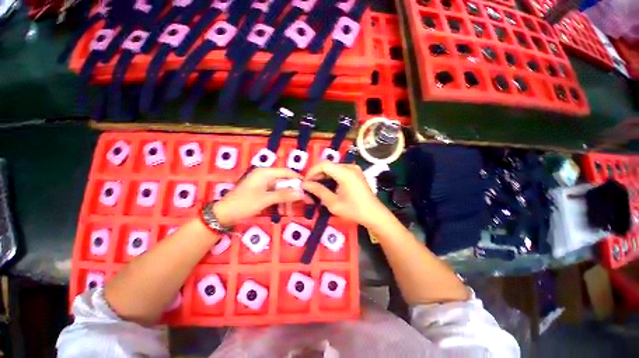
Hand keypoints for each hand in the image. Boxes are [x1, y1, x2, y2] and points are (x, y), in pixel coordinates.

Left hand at [214, 168, 302, 226]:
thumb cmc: (244, 203)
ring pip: (280, 190)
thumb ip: (285, 195)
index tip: (307, 188)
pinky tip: (281, 211)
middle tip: (302, 202)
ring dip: (286, 200)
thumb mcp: (266, 199)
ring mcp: (262, 184)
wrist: (223, 214)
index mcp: (265, 173)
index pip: (287, 172)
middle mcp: (265, 176)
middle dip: (292, 193)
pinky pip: (274, 194)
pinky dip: (279, 202)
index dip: (298, 179)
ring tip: (289, 213)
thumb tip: (302, 193)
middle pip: (284, 182)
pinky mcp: (260, 192)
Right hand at [302, 162, 388, 227]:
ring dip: (323, 175)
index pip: (323, 165)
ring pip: (333, 168)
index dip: (312, 172)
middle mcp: (350, 167)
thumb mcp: (333, 203)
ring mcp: (354, 169)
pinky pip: (340, 171)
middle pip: (328, 165)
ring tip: (316, 187)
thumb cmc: (354, 210)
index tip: (305, 182)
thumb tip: (305, 184)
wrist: (374, 214)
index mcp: (345, 173)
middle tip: (309, 186)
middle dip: (317, 174)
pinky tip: (327, 185)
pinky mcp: (356, 173)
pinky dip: (331, 177)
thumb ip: (318, 191)